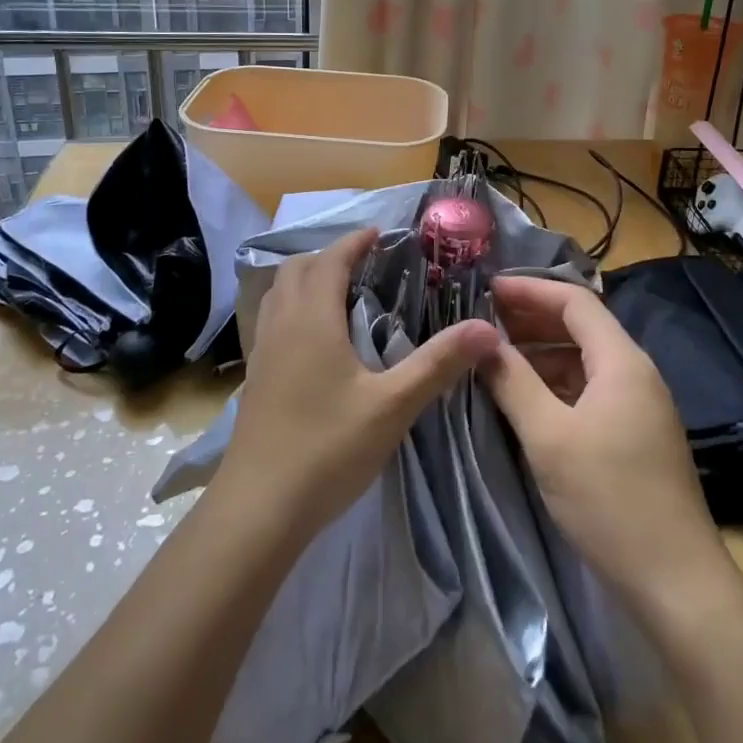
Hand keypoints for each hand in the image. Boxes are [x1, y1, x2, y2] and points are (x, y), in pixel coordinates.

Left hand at [219, 228, 498, 544]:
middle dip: (331, 257)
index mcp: (312, 318)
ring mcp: (262, 351)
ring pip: (280, 293)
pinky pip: (273, 320)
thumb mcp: (393, 406)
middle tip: (366, 265)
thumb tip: (487, 328)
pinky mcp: (255, 377)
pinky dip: (294, 308)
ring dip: (308, 280)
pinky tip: (316, 341)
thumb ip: (438, 364)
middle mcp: (281, 324)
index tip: (381, 235)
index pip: (331, 260)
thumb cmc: (328, 449)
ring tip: (342, 294)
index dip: (355, 242)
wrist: (259, 508)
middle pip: (299, 269)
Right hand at [482, 276, 719, 602]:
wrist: (676, 583)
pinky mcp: (635, 436)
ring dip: (541, 354)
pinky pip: (590, 391)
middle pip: (581, 328)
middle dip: (532, 319)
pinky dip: (555, 384)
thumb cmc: (609, 499)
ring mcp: (638, 406)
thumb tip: (481, 339)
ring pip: (584, 362)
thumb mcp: (549, 437)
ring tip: (496, 358)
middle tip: (484, 321)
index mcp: (621, 362)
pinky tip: (526, 400)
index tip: (486, 290)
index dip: (530, 290)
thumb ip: (513, 381)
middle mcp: (635, 374)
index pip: (575, 302)